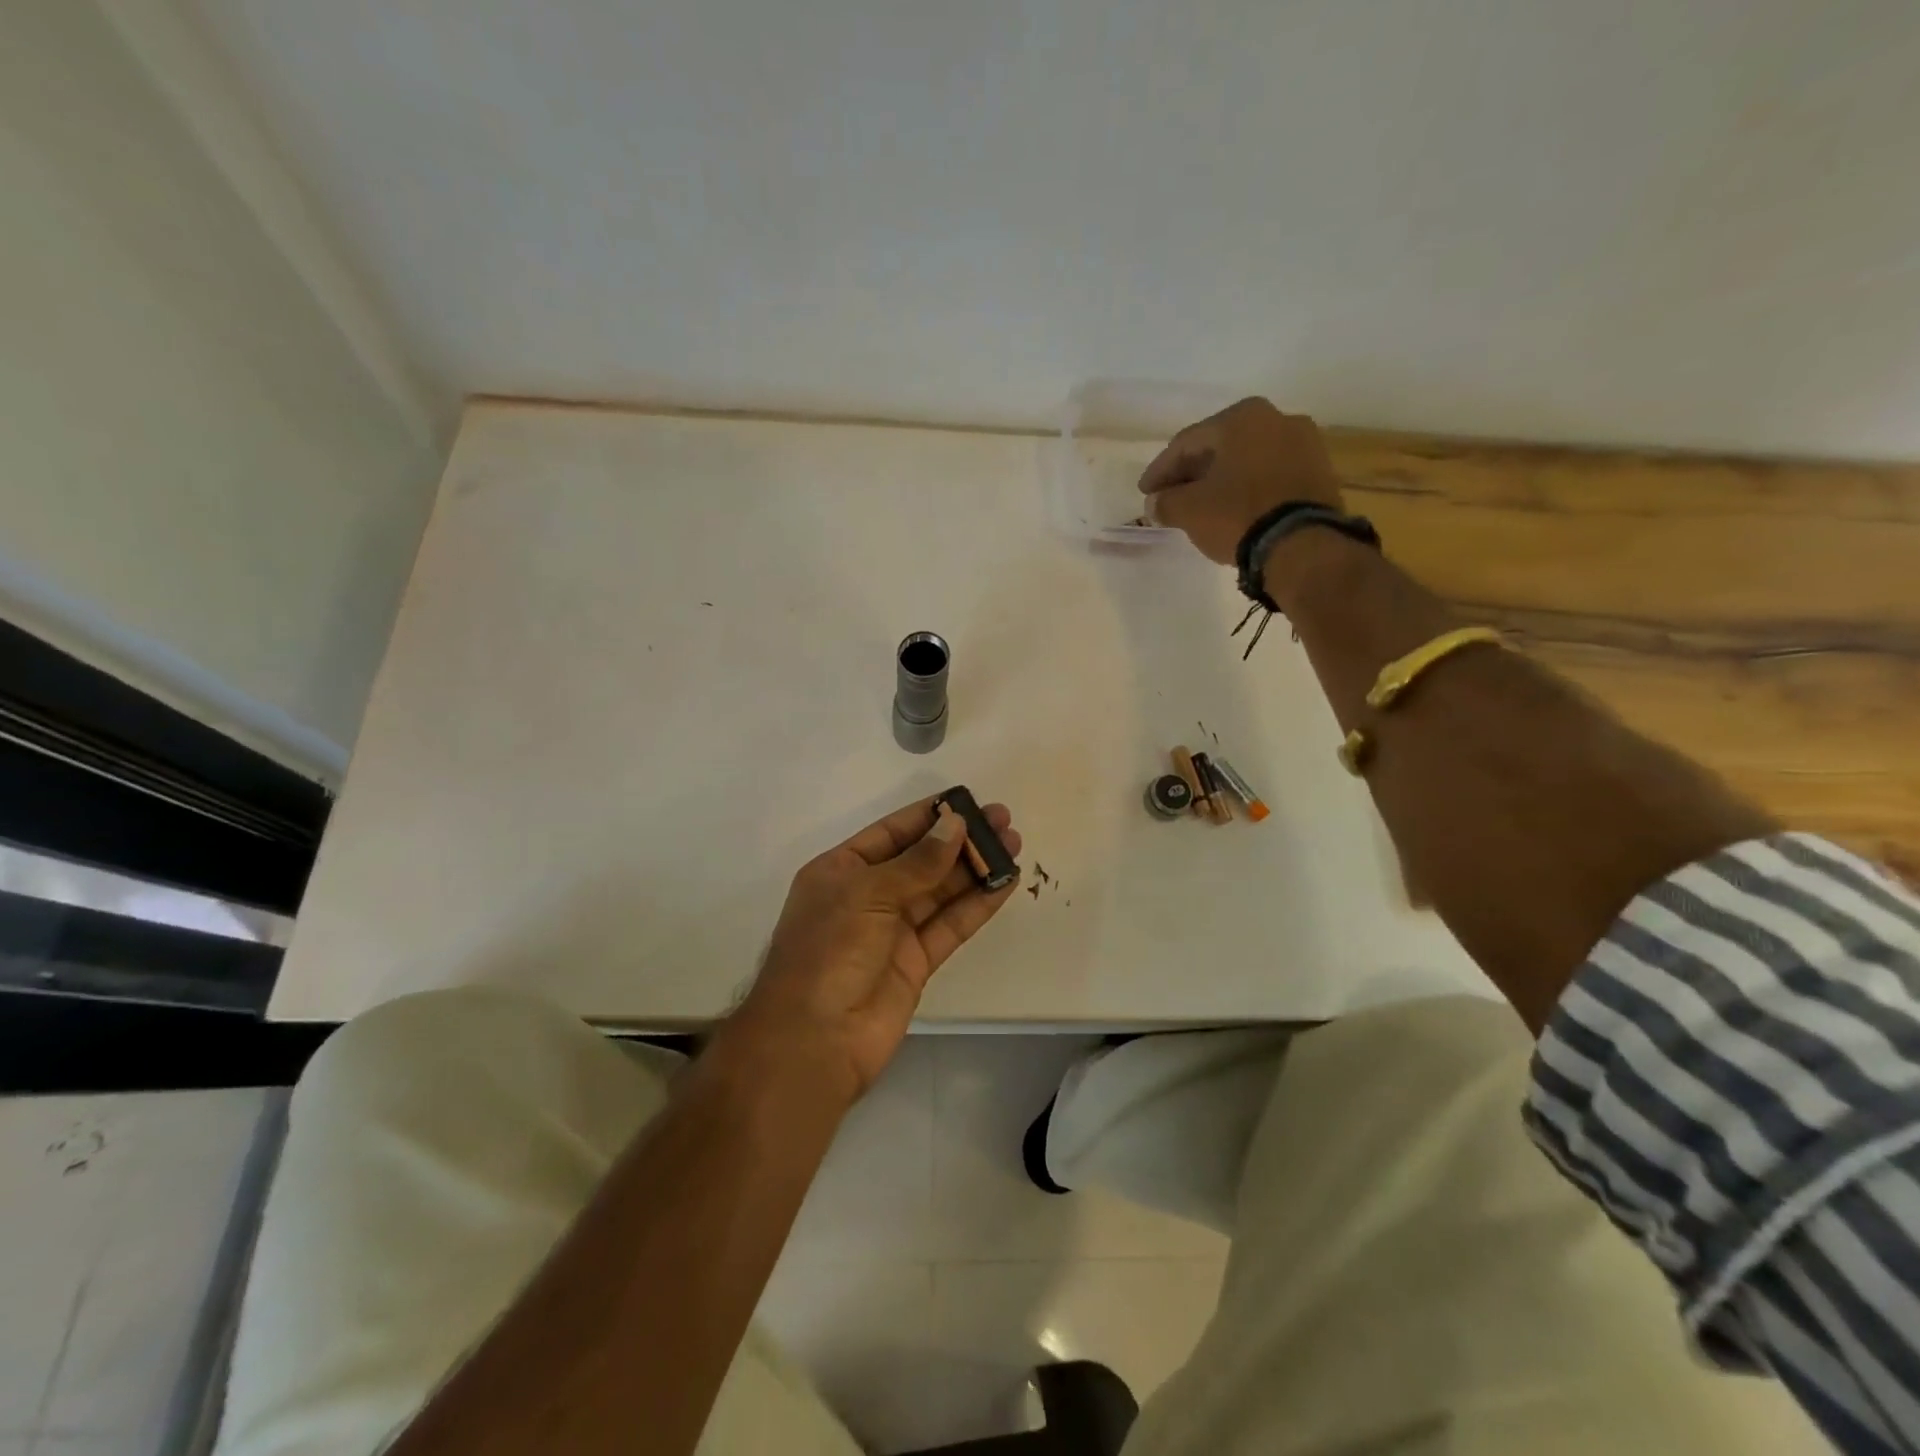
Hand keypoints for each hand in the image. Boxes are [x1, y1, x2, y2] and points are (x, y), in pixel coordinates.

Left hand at [722, 796, 1021, 1103]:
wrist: (815, 1040)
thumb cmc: (829, 950)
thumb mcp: (868, 893)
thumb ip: (917, 862)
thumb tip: (956, 825)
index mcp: (841, 871)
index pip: (891, 833)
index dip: (929, 816)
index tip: (967, 801)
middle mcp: (867, 896)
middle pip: (921, 859)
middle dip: (960, 839)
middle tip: (1003, 820)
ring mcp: (893, 931)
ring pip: (941, 891)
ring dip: (976, 868)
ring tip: (1014, 843)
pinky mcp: (917, 962)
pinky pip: (951, 924)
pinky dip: (978, 904)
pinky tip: (1005, 882)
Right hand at [1138, 398, 1343, 563]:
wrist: (1303, 543)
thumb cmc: (1238, 514)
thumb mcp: (1189, 510)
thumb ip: (1166, 502)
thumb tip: (1156, 503)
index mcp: (1241, 417)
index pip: (1186, 443)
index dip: (1161, 470)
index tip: (1145, 492)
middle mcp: (1276, 418)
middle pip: (1219, 447)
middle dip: (1192, 473)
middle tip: (1170, 496)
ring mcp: (1304, 443)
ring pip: (1247, 460)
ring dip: (1221, 480)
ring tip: (1202, 505)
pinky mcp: (1320, 472)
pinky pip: (1270, 475)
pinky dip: (1248, 488)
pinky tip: (1234, 508)